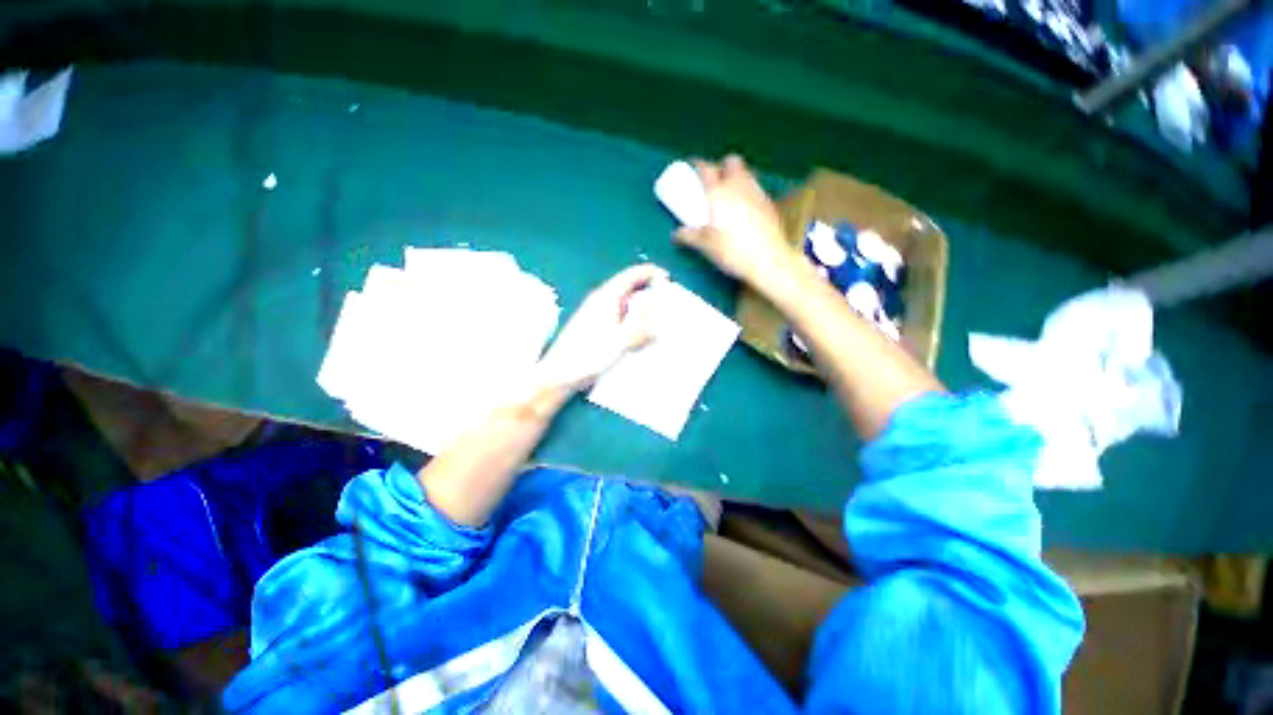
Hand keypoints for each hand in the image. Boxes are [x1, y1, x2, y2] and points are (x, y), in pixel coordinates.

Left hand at [537, 264, 669, 390]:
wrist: (558, 376)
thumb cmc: (587, 357)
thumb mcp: (619, 341)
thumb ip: (640, 326)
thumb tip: (655, 313)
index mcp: (605, 299)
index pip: (629, 276)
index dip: (648, 273)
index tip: (667, 277)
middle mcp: (601, 304)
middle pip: (628, 290)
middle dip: (648, 292)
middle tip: (668, 302)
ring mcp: (597, 318)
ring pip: (625, 307)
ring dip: (642, 311)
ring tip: (659, 323)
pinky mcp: (597, 332)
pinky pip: (621, 321)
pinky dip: (633, 324)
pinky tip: (641, 339)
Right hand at [674, 155, 792, 284]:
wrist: (768, 260)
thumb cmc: (733, 252)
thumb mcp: (705, 246)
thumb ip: (689, 236)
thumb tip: (677, 234)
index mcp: (718, 193)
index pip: (706, 168)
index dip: (698, 164)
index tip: (693, 167)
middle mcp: (738, 187)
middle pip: (731, 161)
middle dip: (721, 166)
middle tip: (714, 181)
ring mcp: (756, 193)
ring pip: (746, 173)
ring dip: (736, 177)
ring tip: (729, 195)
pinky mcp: (769, 203)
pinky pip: (755, 188)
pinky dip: (747, 192)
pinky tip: (744, 209)